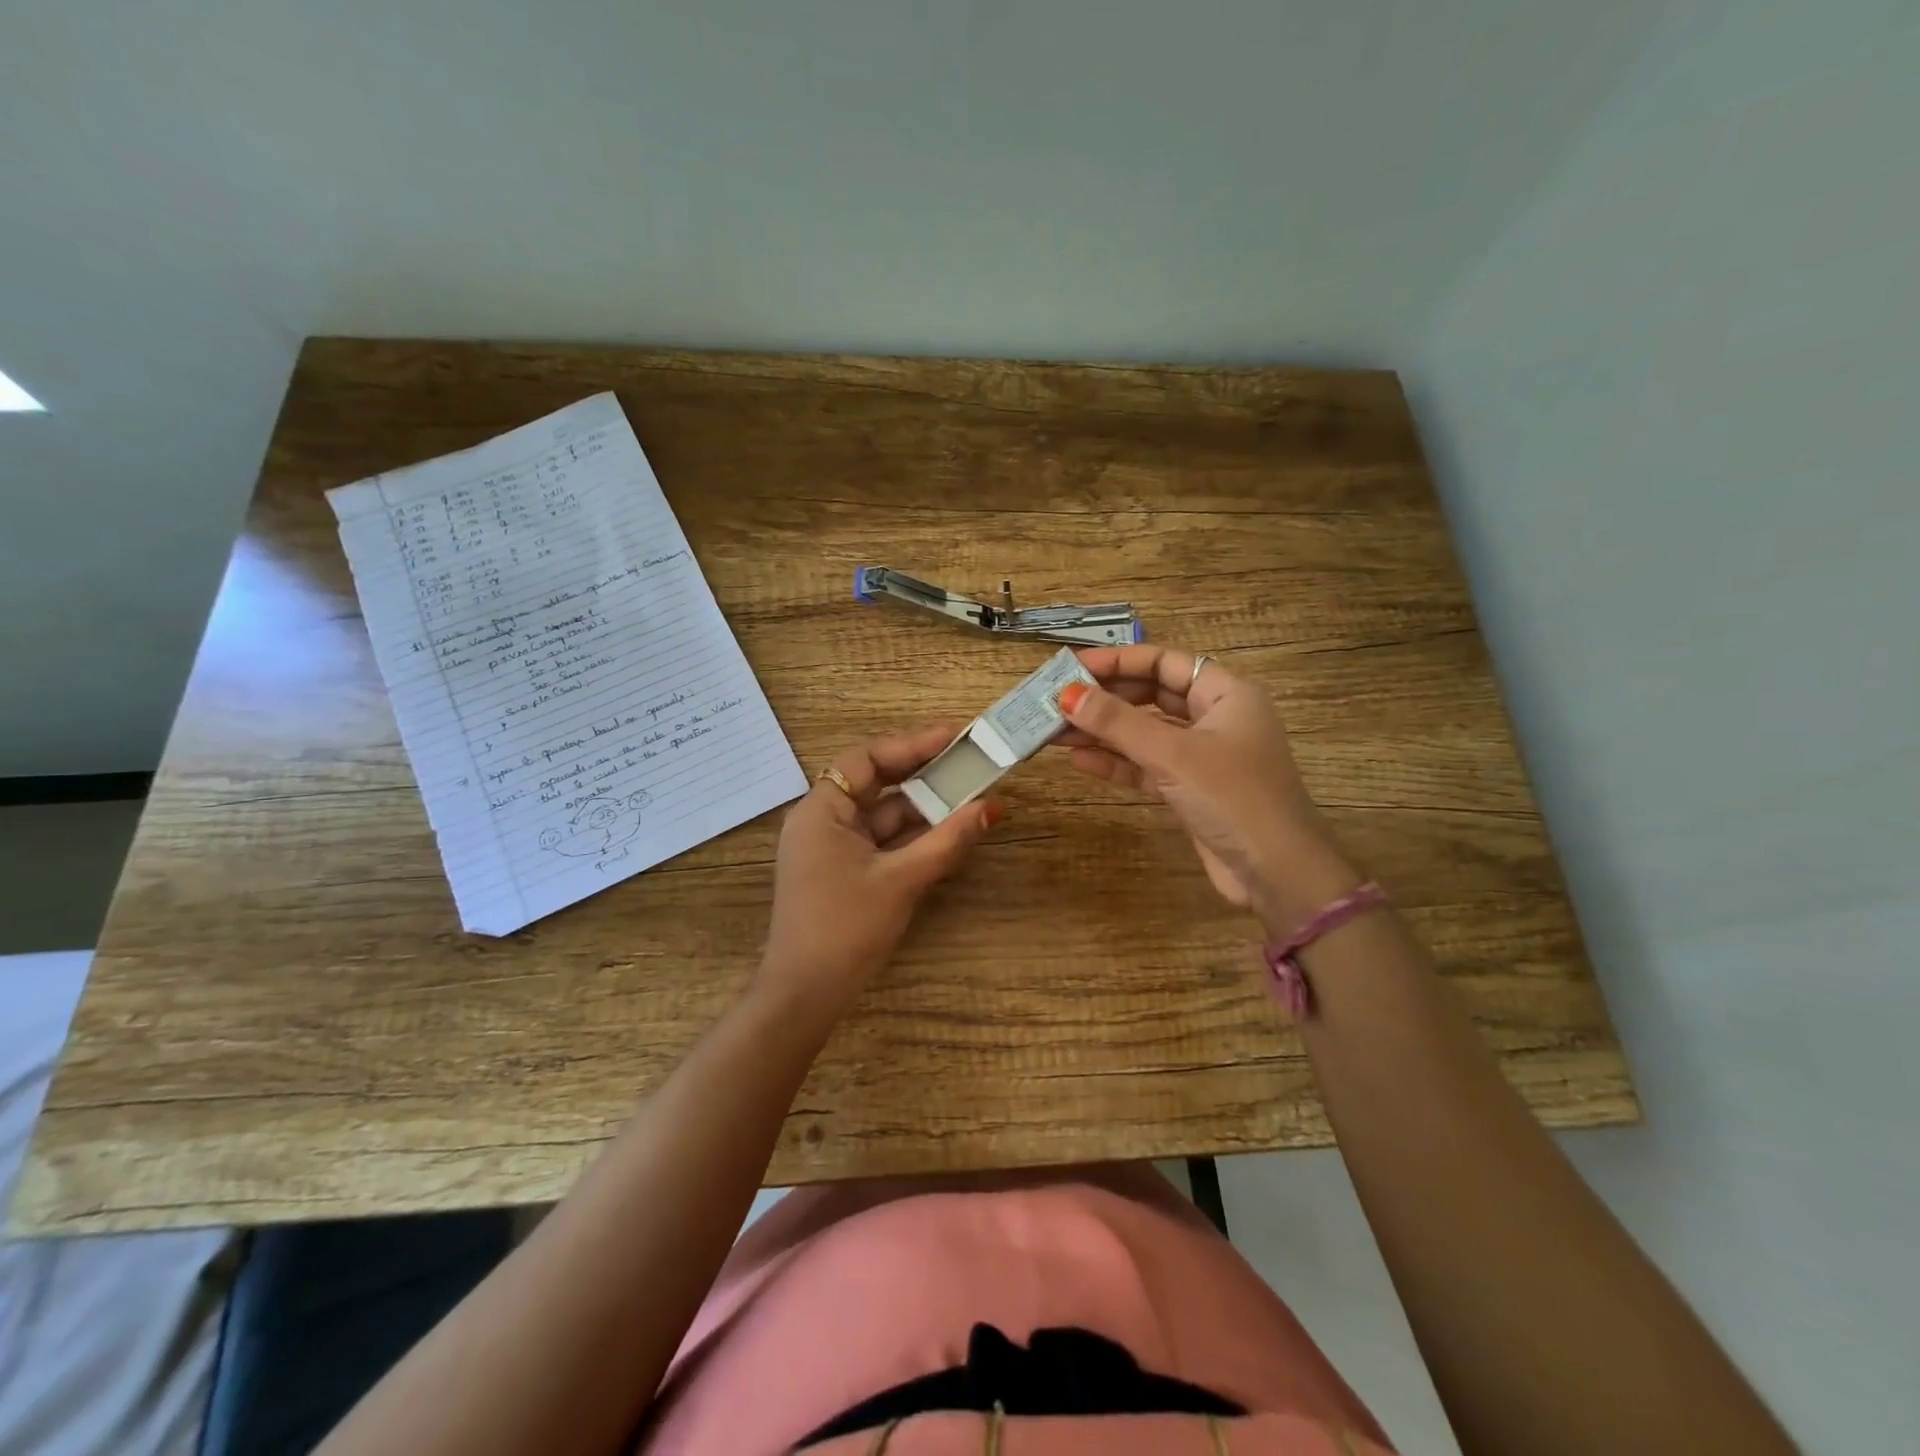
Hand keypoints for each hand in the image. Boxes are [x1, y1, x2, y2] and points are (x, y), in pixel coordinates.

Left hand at [759, 724, 1001, 1015]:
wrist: (805, 995)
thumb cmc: (846, 929)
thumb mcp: (902, 880)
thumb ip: (948, 840)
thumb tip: (993, 807)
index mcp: (821, 810)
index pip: (866, 758)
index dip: (912, 743)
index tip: (955, 737)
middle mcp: (821, 820)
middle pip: (874, 782)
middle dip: (922, 773)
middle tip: (968, 761)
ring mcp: (829, 847)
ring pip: (880, 813)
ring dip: (921, 807)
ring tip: (968, 794)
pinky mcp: (840, 870)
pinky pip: (879, 839)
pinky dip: (910, 834)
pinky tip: (946, 831)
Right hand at [1057, 645, 1359, 927]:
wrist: (1276, 874)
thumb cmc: (1233, 798)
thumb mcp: (1172, 755)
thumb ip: (1118, 723)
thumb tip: (1066, 695)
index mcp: (1226, 694)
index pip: (1165, 663)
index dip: (1118, 662)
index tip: (1073, 667)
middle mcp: (1216, 718)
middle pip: (1152, 696)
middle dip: (1105, 700)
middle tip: (1057, 701)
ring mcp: (1203, 756)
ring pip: (1145, 734)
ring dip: (1103, 733)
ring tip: (1055, 731)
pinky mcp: (1191, 790)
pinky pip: (1147, 766)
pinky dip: (1116, 763)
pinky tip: (1079, 760)